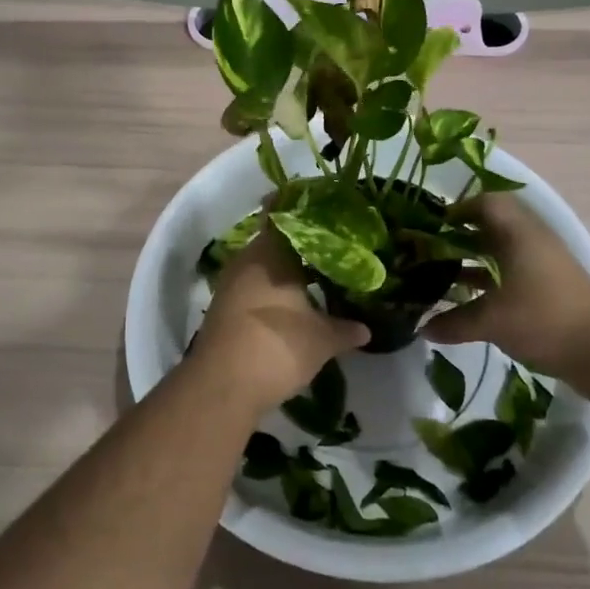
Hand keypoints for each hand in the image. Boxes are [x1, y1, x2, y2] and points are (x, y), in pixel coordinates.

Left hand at [190, 221, 368, 415]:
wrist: (222, 386)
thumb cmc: (277, 346)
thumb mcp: (322, 339)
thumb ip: (345, 329)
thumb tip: (366, 328)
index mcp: (271, 253)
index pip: (280, 213)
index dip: (298, 204)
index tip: (320, 202)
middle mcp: (247, 260)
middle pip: (274, 240)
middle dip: (299, 241)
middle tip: (330, 241)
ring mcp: (231, 285)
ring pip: (263, 265)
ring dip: (285, 267)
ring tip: (317, 271)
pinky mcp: (225, 309)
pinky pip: (254, 286)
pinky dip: (273, 288)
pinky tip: (294, 301)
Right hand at [424, 194, 589, 381]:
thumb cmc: (544, 318)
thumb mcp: (492, 320)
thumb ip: (455, 322)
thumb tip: (423, 328)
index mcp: (518, 233)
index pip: (486, 203)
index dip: (458, 209)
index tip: (433, 226)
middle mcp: (531, 240)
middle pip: (492, 226)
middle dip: (460, 236)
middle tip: (430, 251)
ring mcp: (543, 264)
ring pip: (501, 252)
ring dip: (474, 260)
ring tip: (442, 276)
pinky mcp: (549, 287)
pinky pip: (511, 272)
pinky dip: (489, 281)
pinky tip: (469, 301)